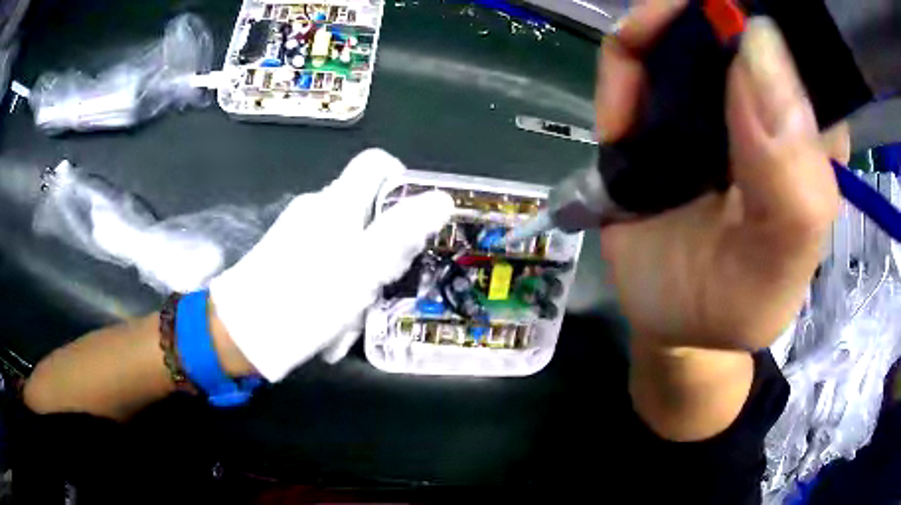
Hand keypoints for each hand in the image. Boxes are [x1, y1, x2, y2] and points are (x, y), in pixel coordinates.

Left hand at [209, 149, 454, 380]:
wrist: (241, 335)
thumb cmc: (305, 300)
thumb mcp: (363, 268)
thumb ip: (403, 231)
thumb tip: (442, 198)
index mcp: (337, 202)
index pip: (377, 164)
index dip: (402, 184)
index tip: (411, 225)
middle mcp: (318, 209)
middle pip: (368, 212)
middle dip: (383, 251)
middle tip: (378, 287)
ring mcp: (300, 234)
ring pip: (349, 247)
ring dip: (359, 281)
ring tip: (349, 318)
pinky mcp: (287, 258)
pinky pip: (327, 266)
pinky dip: (336, 291)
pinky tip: (330, 325)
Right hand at [598, 2, 840, 351]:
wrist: (674, 321)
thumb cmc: (733, 305)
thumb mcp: (777, 270)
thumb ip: (794, 184)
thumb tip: (762, 47)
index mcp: (812, 137)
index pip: (804, 52)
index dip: (764, 23)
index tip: (729, 26)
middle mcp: (768, 104)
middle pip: (736, 21)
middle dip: (696, 16)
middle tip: (662, 45)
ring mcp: (713, 97)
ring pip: (684, 26)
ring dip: (652, 33)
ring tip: (635, 78)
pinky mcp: (663, 104)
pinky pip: (638, 56)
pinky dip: (622, 65)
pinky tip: (618, 112)